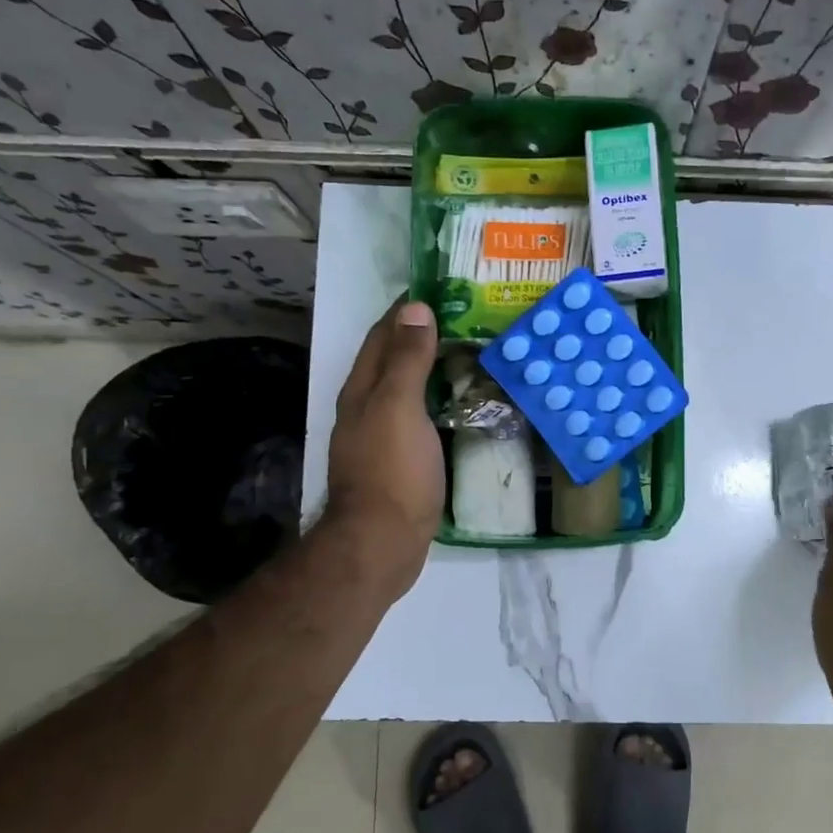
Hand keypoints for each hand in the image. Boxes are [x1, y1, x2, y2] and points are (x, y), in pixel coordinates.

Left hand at [323, 299, 442, 594]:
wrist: (383, 542)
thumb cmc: (392, 470)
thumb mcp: (399, 407)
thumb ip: (407, 360)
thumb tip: (415, 308)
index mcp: (362, 390)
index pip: (382, 336)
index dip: (406, 310)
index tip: (441, 290)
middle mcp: (367, 409)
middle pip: (392, 361)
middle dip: (421, 337)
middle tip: (465, 321)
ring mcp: (382, 438)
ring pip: (408, 391)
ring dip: (432, 370)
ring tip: (470, 356)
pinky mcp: (400, 463)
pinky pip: (421, 418)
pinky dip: (439, 402)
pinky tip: (461, 406)